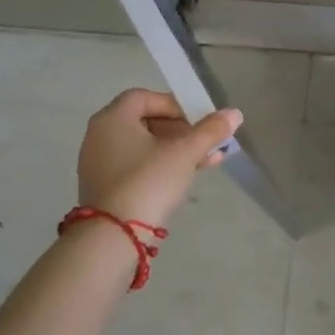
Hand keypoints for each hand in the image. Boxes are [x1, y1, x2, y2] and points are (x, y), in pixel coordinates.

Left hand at [75, 90, 242, 231]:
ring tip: (207, 160)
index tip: (198, 120)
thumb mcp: (185, 153)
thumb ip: (210, 130)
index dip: (175, 104)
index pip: (145, 97)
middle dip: (181, 130)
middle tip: (205, 140)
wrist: (115, 236)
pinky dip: (160, 165)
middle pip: (146, 121)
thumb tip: (235, 113)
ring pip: (144, 146)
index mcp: (113, 119)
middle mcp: (100, 135)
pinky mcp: (105, 187)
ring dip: (176, 149)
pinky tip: (188, 176)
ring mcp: (99, 163)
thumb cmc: (149, 181)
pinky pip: (136, 165)